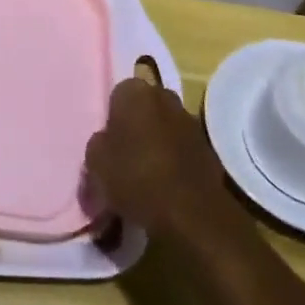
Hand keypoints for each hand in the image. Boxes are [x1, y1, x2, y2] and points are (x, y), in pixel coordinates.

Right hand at [85, 75, 230, 236]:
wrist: (189, 212)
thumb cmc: (134, 177)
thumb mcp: (95, 161)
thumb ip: (99, 143)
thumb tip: (108, 141)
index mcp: (136, 92)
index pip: (118, 94)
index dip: (112, 117)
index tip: (108, 141)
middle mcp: (166, 97)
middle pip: (145, 107)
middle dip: (137, 125)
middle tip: (124, 154)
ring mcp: (191, 122)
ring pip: (166, 127)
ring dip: (158, 142)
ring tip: (146, 173)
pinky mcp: (209, 149)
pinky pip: (183, 149)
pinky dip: (175, 160)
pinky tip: (166, 185)